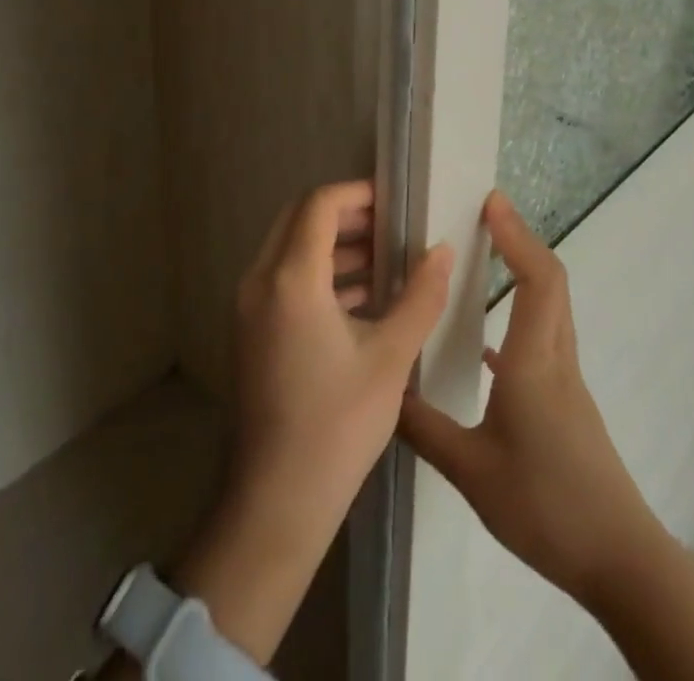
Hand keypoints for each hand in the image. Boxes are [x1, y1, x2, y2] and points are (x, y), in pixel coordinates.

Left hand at [169, 181, 452, 663]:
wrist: (275, 500)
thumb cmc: (337, 425)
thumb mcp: (390, 358)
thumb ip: (420, 296)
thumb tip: (444, 250)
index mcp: (290, 279)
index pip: (319, 205)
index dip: (357, 194)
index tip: (395, 201)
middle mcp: (260, 280)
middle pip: (300, 219)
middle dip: (346, 214)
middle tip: (391, 226)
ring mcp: (249, 306)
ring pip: (290, 248)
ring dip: (334, 244)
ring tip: (384, 259)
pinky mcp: (251, 329)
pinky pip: (284, 278)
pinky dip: (319, 273)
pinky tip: (361, 297)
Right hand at [398, 191, 654, 611]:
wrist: (621, 562)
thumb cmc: (546, 506)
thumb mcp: (472, 472)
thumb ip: (424, 428)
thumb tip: (384, 391)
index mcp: (534, 362)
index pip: (537, 278)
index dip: (516, 234)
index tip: (491, 202)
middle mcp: (555, 359)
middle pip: (551, 281)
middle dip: (520, 240)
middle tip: (484, 216)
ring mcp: (567, 381)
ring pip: (551, 307)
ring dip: (524, 272)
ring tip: (484, 259)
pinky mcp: (568, 402)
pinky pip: (545, 338)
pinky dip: (521, 315)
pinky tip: (486, 346)